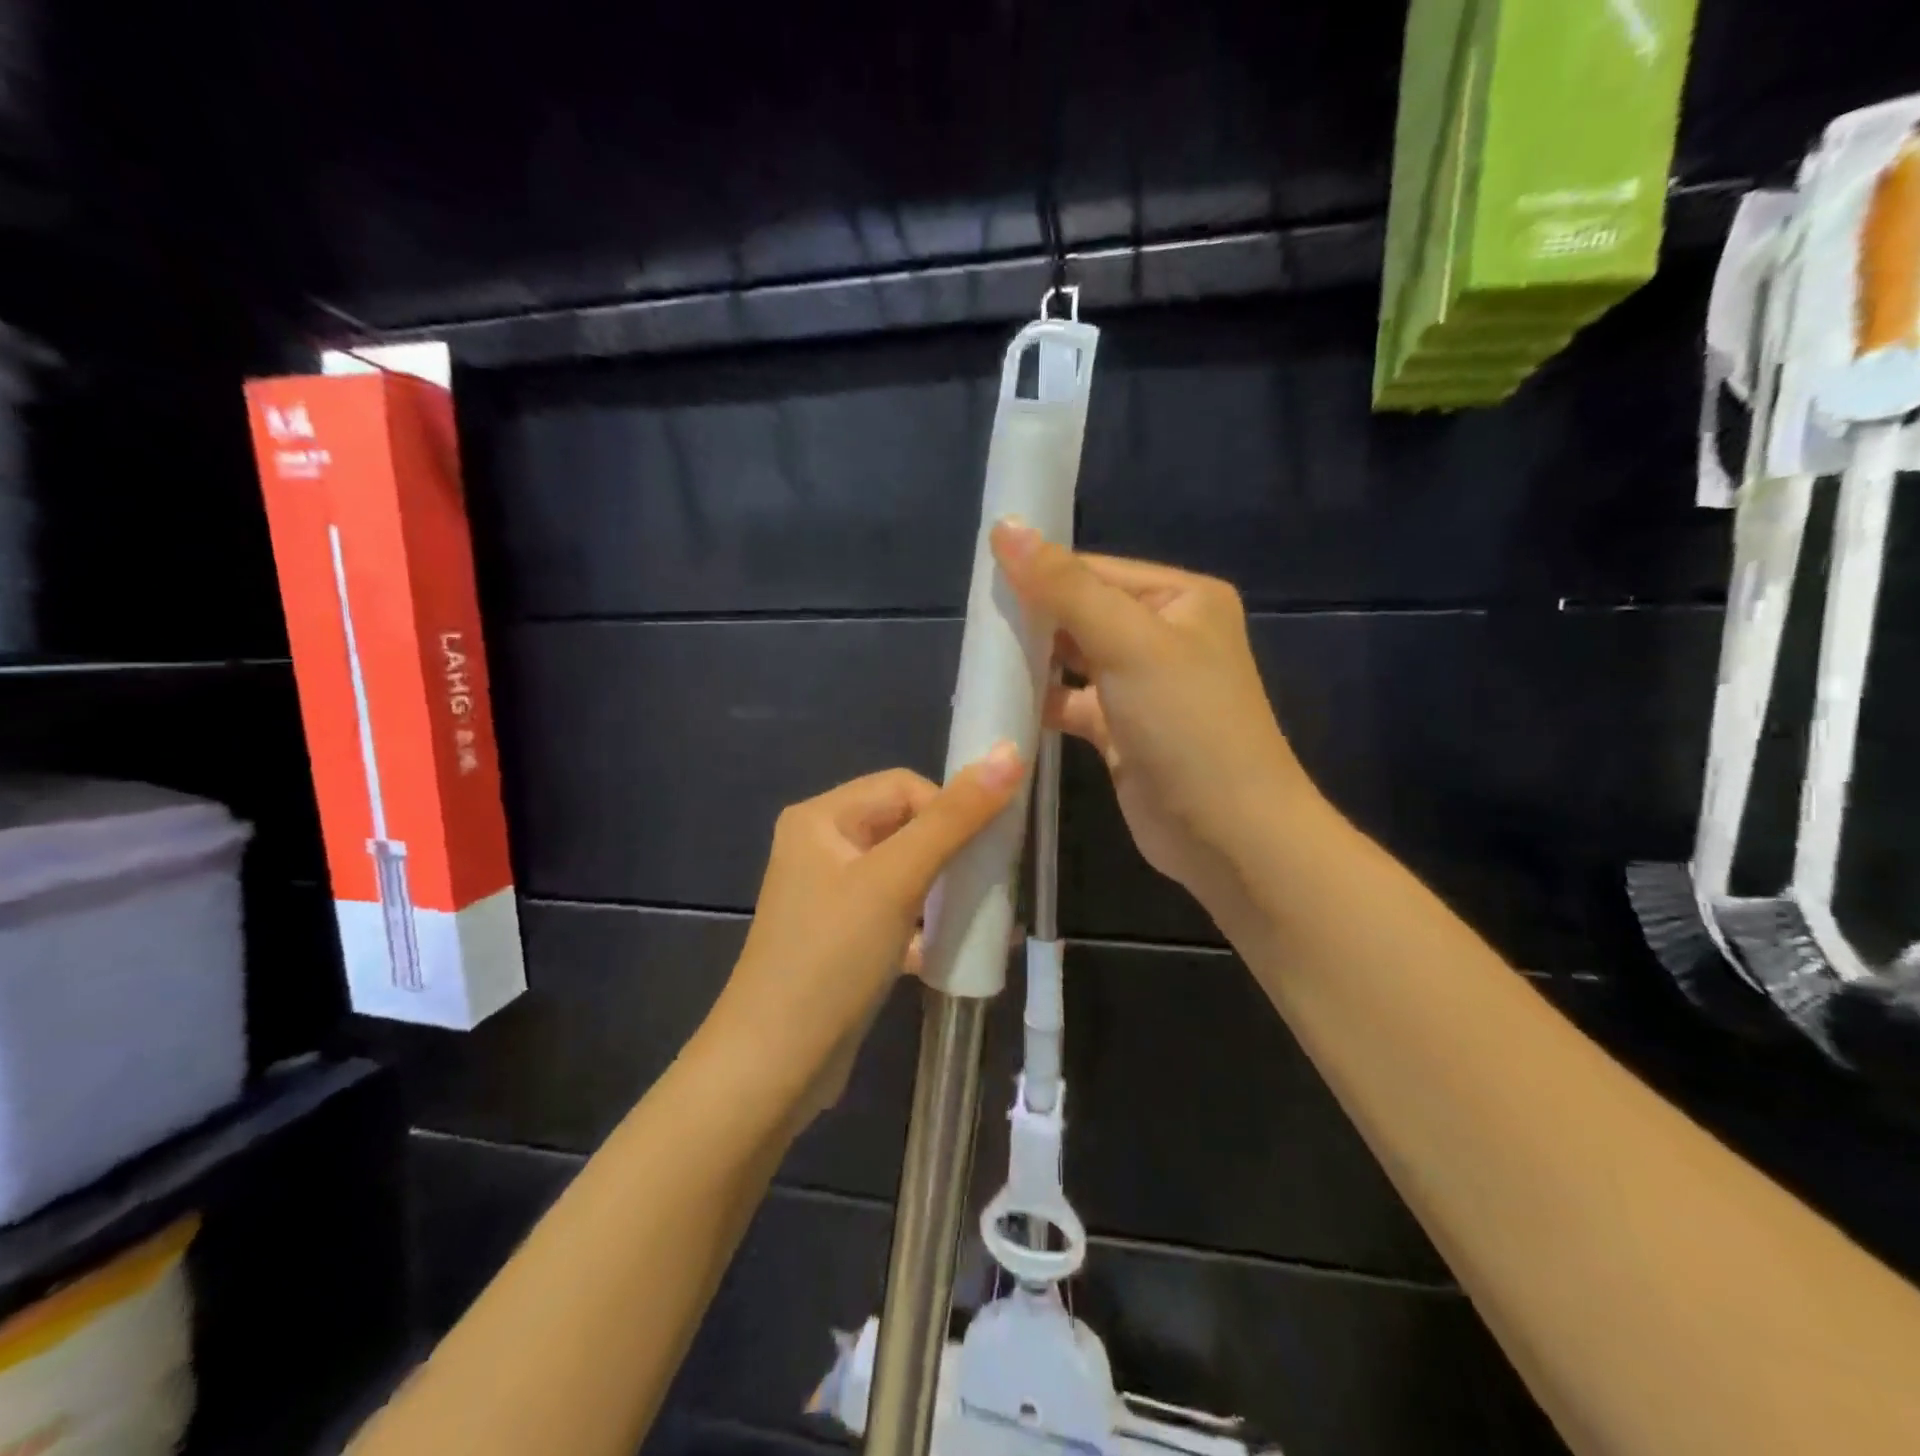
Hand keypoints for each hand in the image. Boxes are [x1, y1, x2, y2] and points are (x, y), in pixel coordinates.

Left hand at [708, 749, 1024, 1122]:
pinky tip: (956, 948)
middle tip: (989, 879)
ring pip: (904, 873)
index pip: (903, 786)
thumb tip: (1009, 753)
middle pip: (904, 827)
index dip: (948, 808)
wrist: (774, 1067)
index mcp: (821, 818)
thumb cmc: (832, 957)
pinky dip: (925, 925)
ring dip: (944, 889)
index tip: (983, 847)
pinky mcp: (842, 939)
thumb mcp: (896, 880)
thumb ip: (955, 818)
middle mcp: (821, 847)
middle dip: (951, 851)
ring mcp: (829, 896)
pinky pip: (895, 914)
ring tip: (981, 913)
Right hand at [991, 520, 1319, 919]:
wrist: (1227, 834)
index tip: (982, 577)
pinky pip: (1073, 703)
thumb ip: (1065, 587)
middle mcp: (1165, 635)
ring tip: (980, 656)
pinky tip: (1002, 701)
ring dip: (1034, 659)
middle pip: (1083, 612)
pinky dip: (1042, 701)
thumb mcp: (1128, 642)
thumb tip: (1006, 525)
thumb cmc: (1187, 724)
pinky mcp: (1122, 731)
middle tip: (976, 621)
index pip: (1097, 570)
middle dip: (1034, 617)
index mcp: (1181, 599)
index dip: (1042, 572)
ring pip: (1075, 659)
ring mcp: (1143, 687)